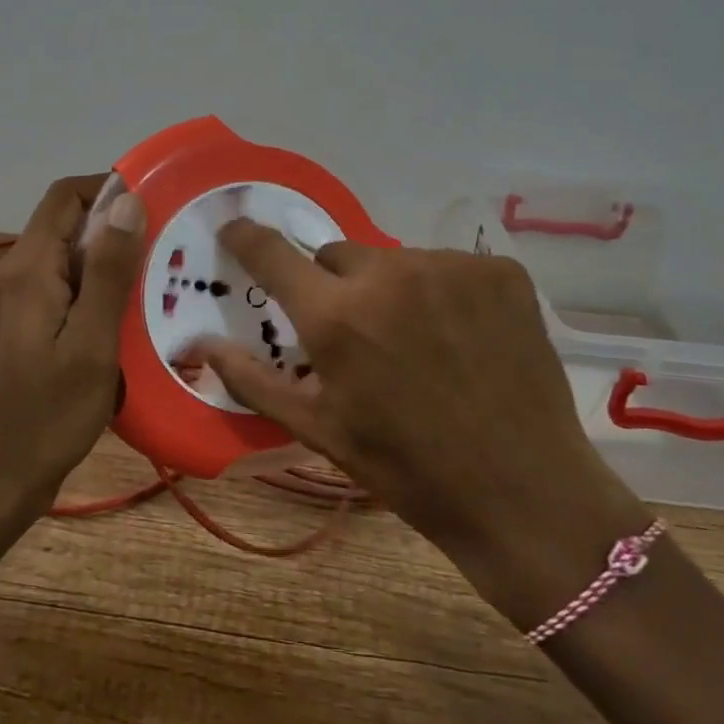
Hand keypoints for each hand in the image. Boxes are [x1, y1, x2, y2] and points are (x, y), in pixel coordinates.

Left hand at [0, 174, 146, 519]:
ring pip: (51, 265)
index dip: (106, 189)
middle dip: (107, 241)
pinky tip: (97, 337)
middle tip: (154, 272)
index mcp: (23, 271)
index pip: (63, 198)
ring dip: (92, 275)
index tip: (151, 208)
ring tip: (133, 308)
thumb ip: (109, 270)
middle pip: (58, 231)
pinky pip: (38, 295)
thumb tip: (126, 201)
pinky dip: (72, 300)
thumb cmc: (47, 417)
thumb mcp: (93, 345)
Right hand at [182, 222, 650, 621]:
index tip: (235, 230)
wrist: (522, 492)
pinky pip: (450, 267)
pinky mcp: (501, 271)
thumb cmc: (406, 468)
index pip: (272, 253)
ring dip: (394, 290)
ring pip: (397, 261)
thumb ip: (253, 380)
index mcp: (336, 316)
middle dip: (338, 287)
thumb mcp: (319, 430)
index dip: (247, 238)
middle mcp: (390, 274)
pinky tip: (464, 338)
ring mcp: (452, 267)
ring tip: (421, 344)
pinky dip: (446, 293)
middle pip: (340, 255)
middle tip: (360, 336)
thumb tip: (201, 345)